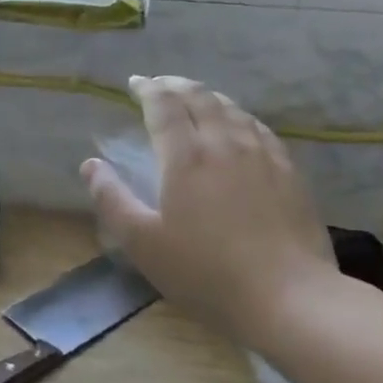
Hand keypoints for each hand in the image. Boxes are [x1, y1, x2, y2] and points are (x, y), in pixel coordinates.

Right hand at [81, 76, 338, 341]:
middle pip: (199, 97)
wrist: (291, 299)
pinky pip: (259, 128)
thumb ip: (112, 199)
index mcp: (186, 156)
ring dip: (207, 96)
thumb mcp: (144, 244)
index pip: (164, 105)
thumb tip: (90, 164)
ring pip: (231, 108)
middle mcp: (224, 143)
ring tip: (194, 98)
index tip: (134, 84)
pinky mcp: (289, 171)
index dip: (147, 89)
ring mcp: (262, 154)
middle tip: (160, 84)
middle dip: (175, 85)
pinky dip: (238, 115)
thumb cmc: (207, 274)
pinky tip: (238, 125)